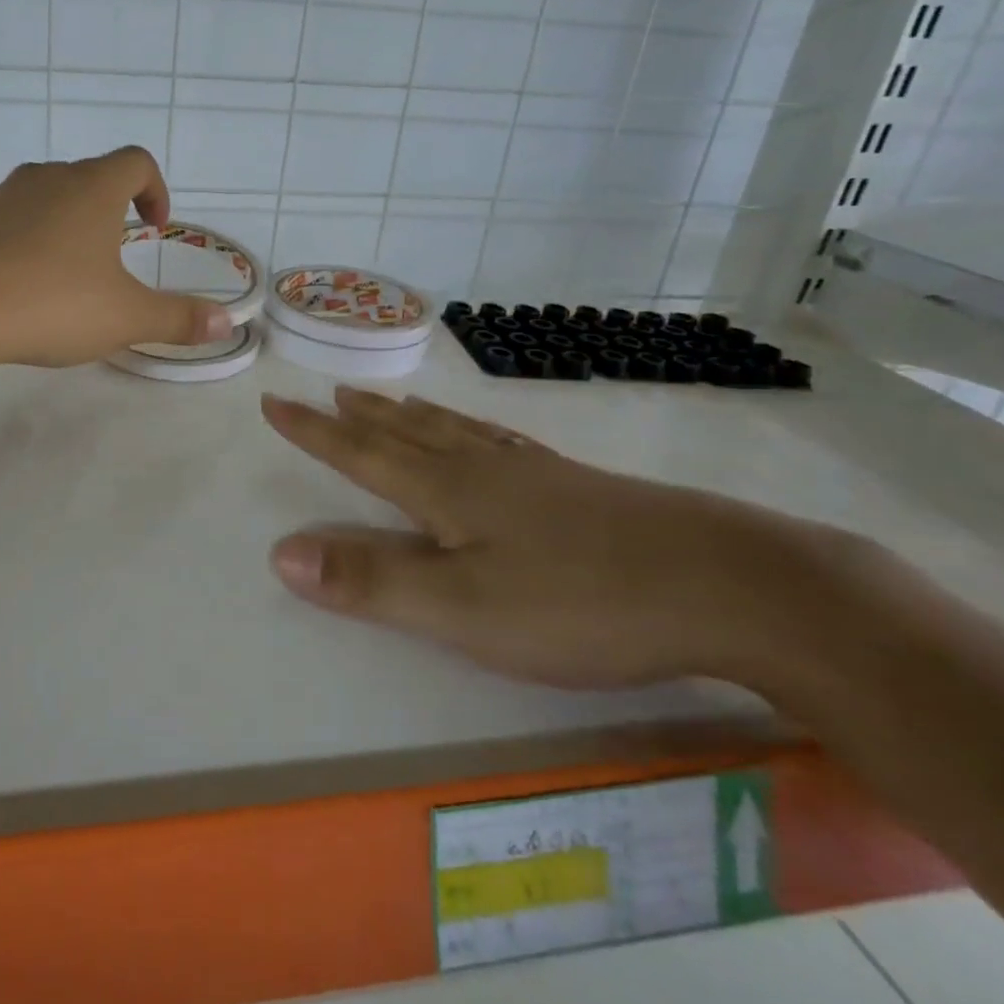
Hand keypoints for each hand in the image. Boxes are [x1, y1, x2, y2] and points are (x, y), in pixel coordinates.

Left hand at [0, 147, 234, 372]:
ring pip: (52, 195)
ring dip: (72, 223)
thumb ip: (179, 319)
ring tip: (73, 272)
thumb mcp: (126, 318)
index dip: (156, 189)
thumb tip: (227, 323)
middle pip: (93, 176)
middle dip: (114, 209)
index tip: (154, 227)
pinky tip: (28, 283)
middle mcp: (49, 178)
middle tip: (118, 256)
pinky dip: (34, 238)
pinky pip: (17, 217)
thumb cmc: (51, 303)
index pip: (136, 161)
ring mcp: (5, 195)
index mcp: (92, 187)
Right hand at [260, 387, 837, 689]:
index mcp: (446, 492)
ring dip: (413, 416)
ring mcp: (534, 474)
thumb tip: (280, 552)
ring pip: (455, 433)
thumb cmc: (580, 602)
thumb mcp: (462, 609)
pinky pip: (502, 443)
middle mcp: (482, 470)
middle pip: (406, 434)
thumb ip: (370, 582)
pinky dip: (473, 429)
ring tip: (392, 401)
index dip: (312, 433)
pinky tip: (487, 436)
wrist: (727, 584)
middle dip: (361, 418)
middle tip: (333, 394)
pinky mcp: (578, 488)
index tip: (275, 402)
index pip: (360, 455)